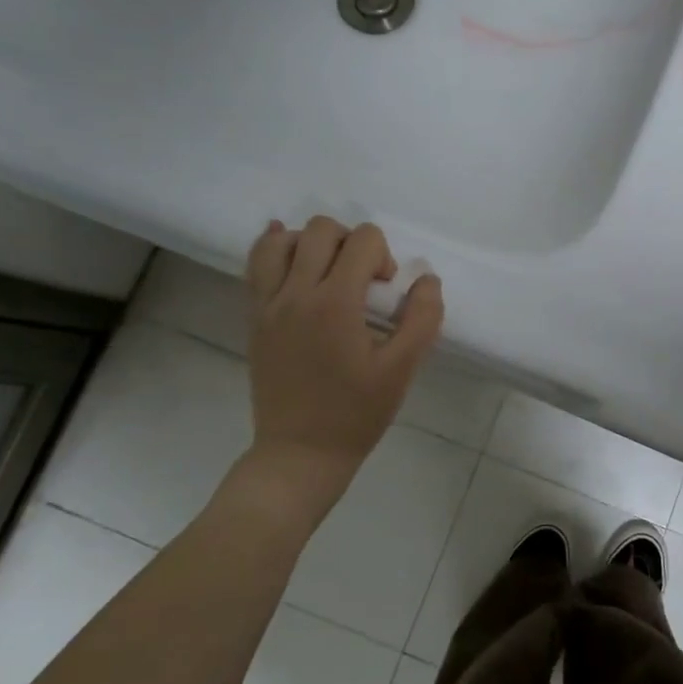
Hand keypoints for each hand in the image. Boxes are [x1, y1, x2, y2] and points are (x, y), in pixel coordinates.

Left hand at [244, 217, 444, 488]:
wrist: (300, 453)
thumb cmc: (356, 414)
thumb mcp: (402, 370)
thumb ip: (422, 318)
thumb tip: (427, 279)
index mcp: (335, 303)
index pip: (363, 241)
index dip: (384, 256)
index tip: (386, 293)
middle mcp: (296, 293)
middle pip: (322, 230)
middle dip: (352, 243)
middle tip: (363, 281)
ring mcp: (268, 304)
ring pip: (282, 240)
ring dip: (312, 243)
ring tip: (329, 271)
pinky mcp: (254, 318)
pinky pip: (256, 265)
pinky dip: (275, 248)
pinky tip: (292, 252)